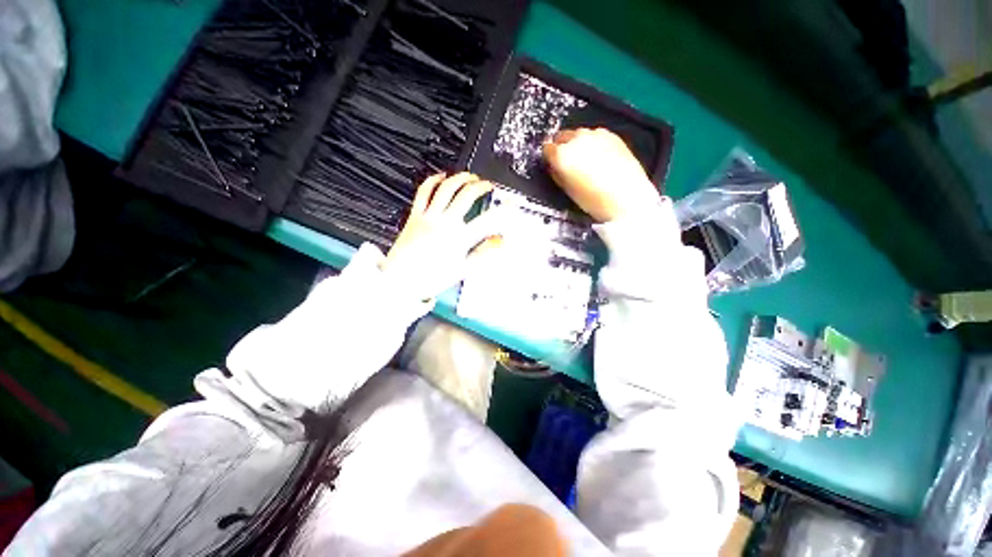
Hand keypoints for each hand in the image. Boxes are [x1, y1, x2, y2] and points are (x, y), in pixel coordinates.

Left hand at [383, 172, 504, 300]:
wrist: (401, 280)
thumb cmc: (431, 277)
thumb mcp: (463, 269)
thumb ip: (483, 253)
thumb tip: (500, 242)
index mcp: (459, 239)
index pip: (486, 220)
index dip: (502, 210)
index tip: (509, 204)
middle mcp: (445, 223)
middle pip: (466, 195)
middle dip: (481, 186)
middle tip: (488, 186)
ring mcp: (429, 217)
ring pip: (447, 188)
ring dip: (460, 178)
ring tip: (469, 177)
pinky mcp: (415, 215)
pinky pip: (424, 192)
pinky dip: (433, 181)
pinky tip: (441, 176)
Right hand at [543, 128, 659, 221]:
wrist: (627, 198)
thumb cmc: (595, 200)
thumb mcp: (568, 191)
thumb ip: (557, 175)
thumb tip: (554, 167)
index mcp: (562, 155)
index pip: (547, 149)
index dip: (549, 158)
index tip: (552, 164)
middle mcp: (577, 139)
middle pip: (562, 137)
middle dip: (562, 147)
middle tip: (568, 163)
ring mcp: (595, 134)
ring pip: (579, 135)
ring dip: (578, 144)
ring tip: (585, 161)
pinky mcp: (612, 135)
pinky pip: (596, 135)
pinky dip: (593, 143)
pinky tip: (599, 158)